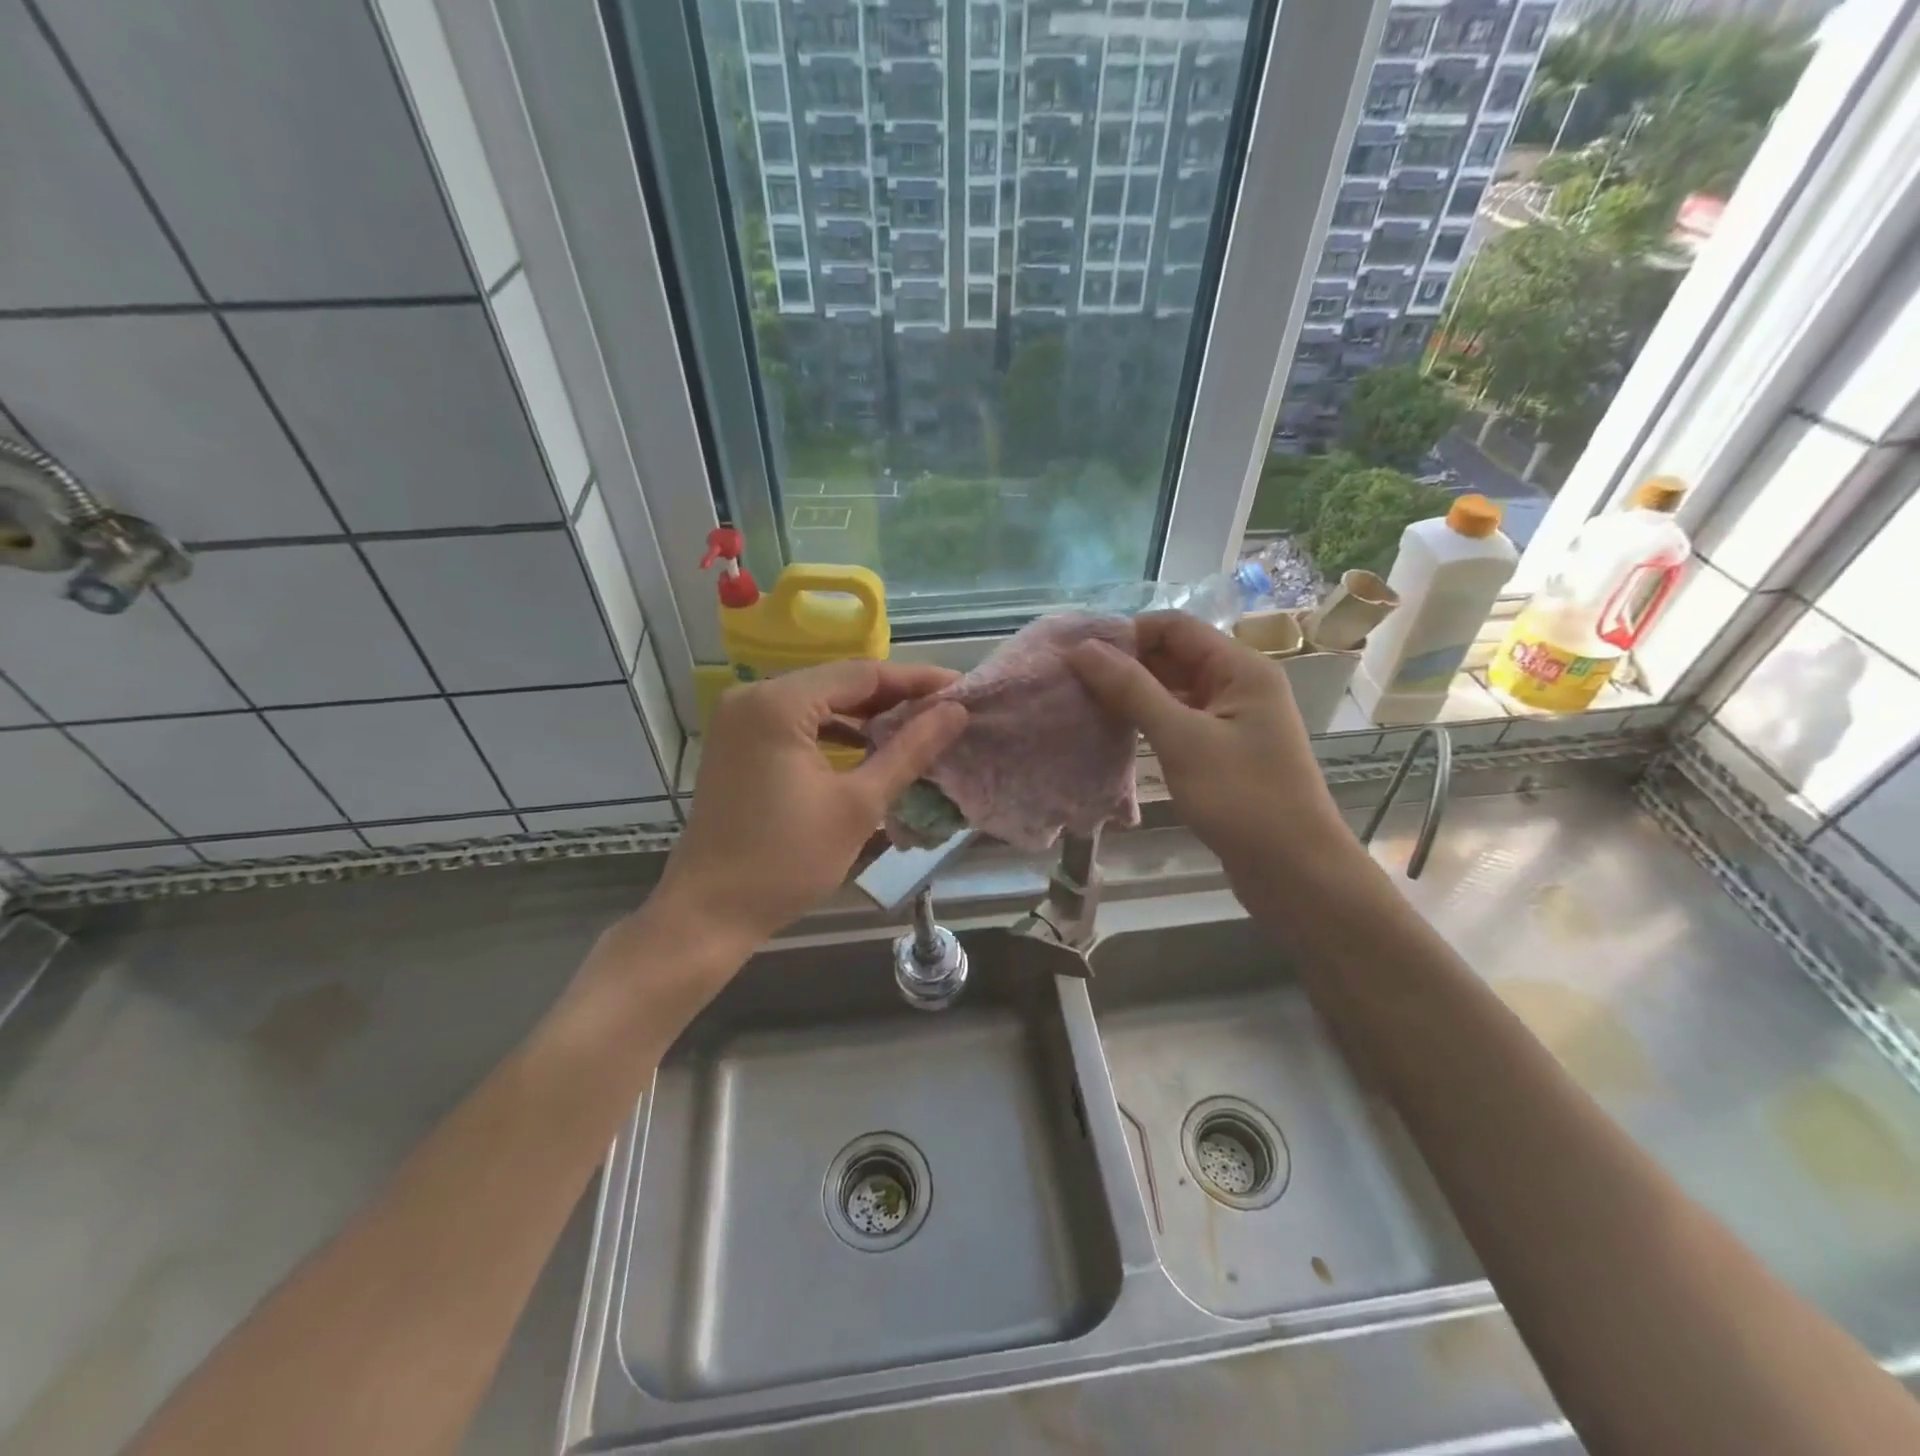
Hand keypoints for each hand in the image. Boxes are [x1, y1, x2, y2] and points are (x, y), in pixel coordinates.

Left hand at [656, 660, 967, 949]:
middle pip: (838, 683)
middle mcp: (753, 696)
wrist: (711, 912)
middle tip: (945, 710)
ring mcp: (740, 719)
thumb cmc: (787, 860)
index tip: (961, 689)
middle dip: (893, 697)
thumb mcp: (859, 804)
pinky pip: (796, 722)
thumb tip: (956, 713)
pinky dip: (833, 731)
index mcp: (779, 703)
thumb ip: (910, 751)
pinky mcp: (737, 743)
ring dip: (865, 714)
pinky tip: (867, 745)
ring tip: (916, 727)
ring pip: (818, 702)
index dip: (916, 681)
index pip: (862, 674)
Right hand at [1068, 613, 1349, 897]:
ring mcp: (1231, 719)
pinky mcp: (1222, 750)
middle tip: (1072, 683)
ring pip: (1173, 690)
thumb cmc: (1242, 798)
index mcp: (1240, 668)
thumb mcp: (1182, 739)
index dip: (1127, 634)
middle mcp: (1238, 684)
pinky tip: (1113, 733)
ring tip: (1082, 705)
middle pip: (1173, 656)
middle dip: (1124, 665)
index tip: (1080, 656)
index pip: (1175, 628)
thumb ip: (1132, 690)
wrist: (1295, 871)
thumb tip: (1083, 649)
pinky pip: (1178, 720)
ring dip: (1132, 695)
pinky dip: (1147, 722)